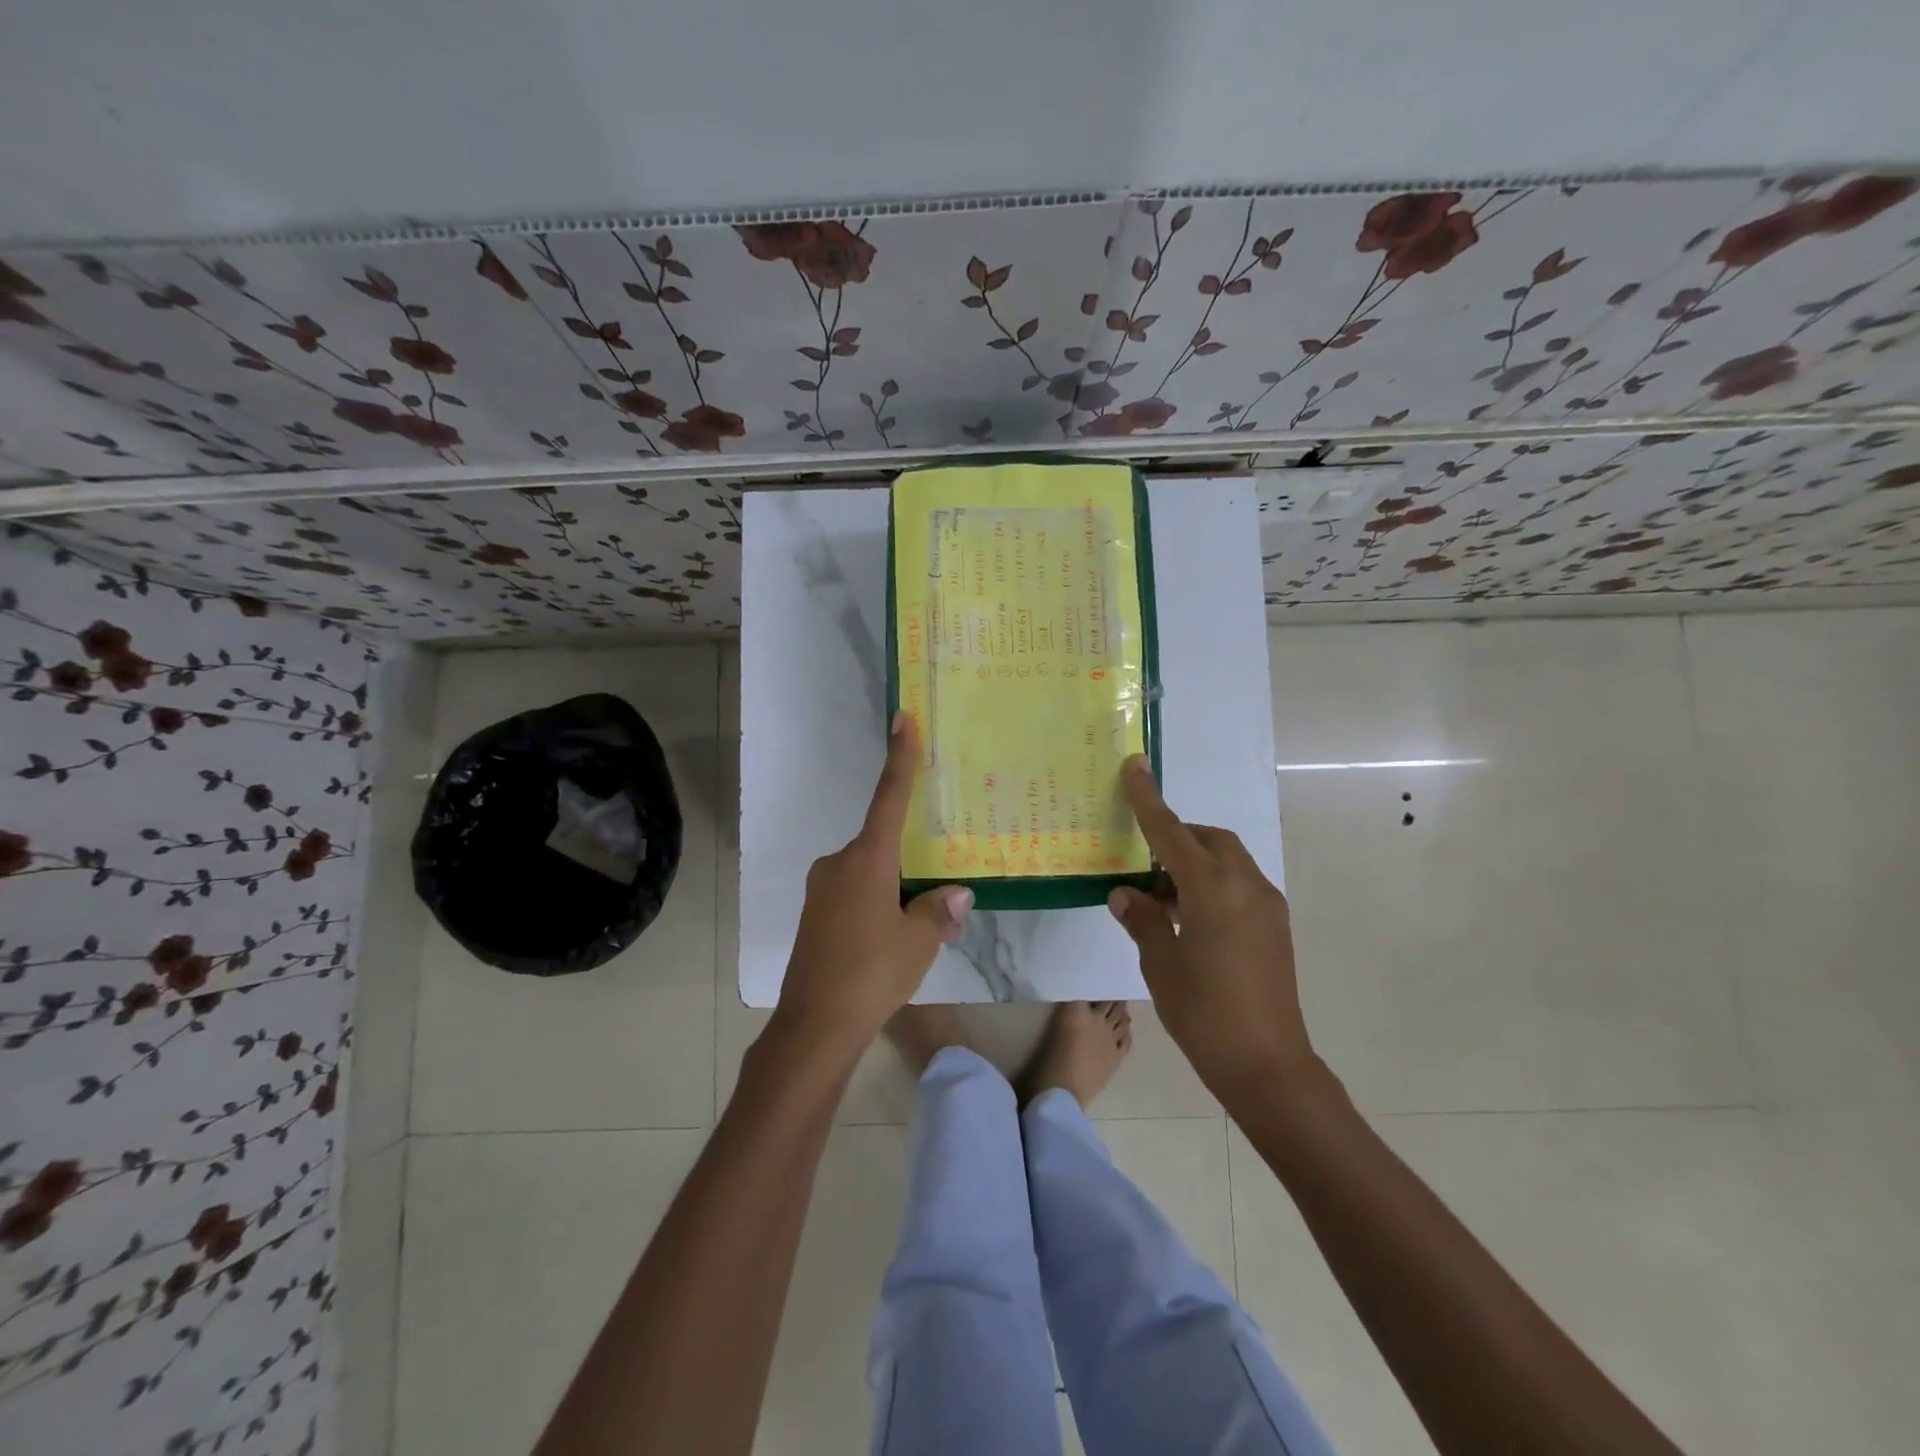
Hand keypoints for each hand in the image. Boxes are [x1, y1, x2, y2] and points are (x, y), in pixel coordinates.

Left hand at [774, 713, 972, 1059]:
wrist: (814, 1026)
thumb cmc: (871, 974)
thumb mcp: (919, 942)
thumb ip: (937, 910)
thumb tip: (955, 893)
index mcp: (866, 859)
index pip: (889, 797)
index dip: (900, 757)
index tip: (903, 719)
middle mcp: (839, 863)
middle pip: (884, 845)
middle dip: (913, 864)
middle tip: (941, 897)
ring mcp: (822, 889)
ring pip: (871, 874)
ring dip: (897, 890)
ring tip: (923, 929)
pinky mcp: (815, 913)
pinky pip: (855, 894)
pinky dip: (878, 905)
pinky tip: (893, 940)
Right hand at [1107, 756, 1317, 1097]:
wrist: (1269, 1067)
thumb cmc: (1205, 1014)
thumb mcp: (1161, 965)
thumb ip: (1143, 919)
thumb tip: (1125, 893)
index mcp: (1213, 890)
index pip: (1172, 832)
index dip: (1148, 800)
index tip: (1135, 766)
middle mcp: (1246, 886)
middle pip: (1208, 839)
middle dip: (1176, 836)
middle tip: (1142, 861)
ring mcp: (1267, 906)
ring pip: (1226, 861)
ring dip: (1193, 863)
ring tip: (1159, 897)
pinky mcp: (1276, 926)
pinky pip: (1239, 884)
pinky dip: (1211, 883)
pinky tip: (1188, 918)